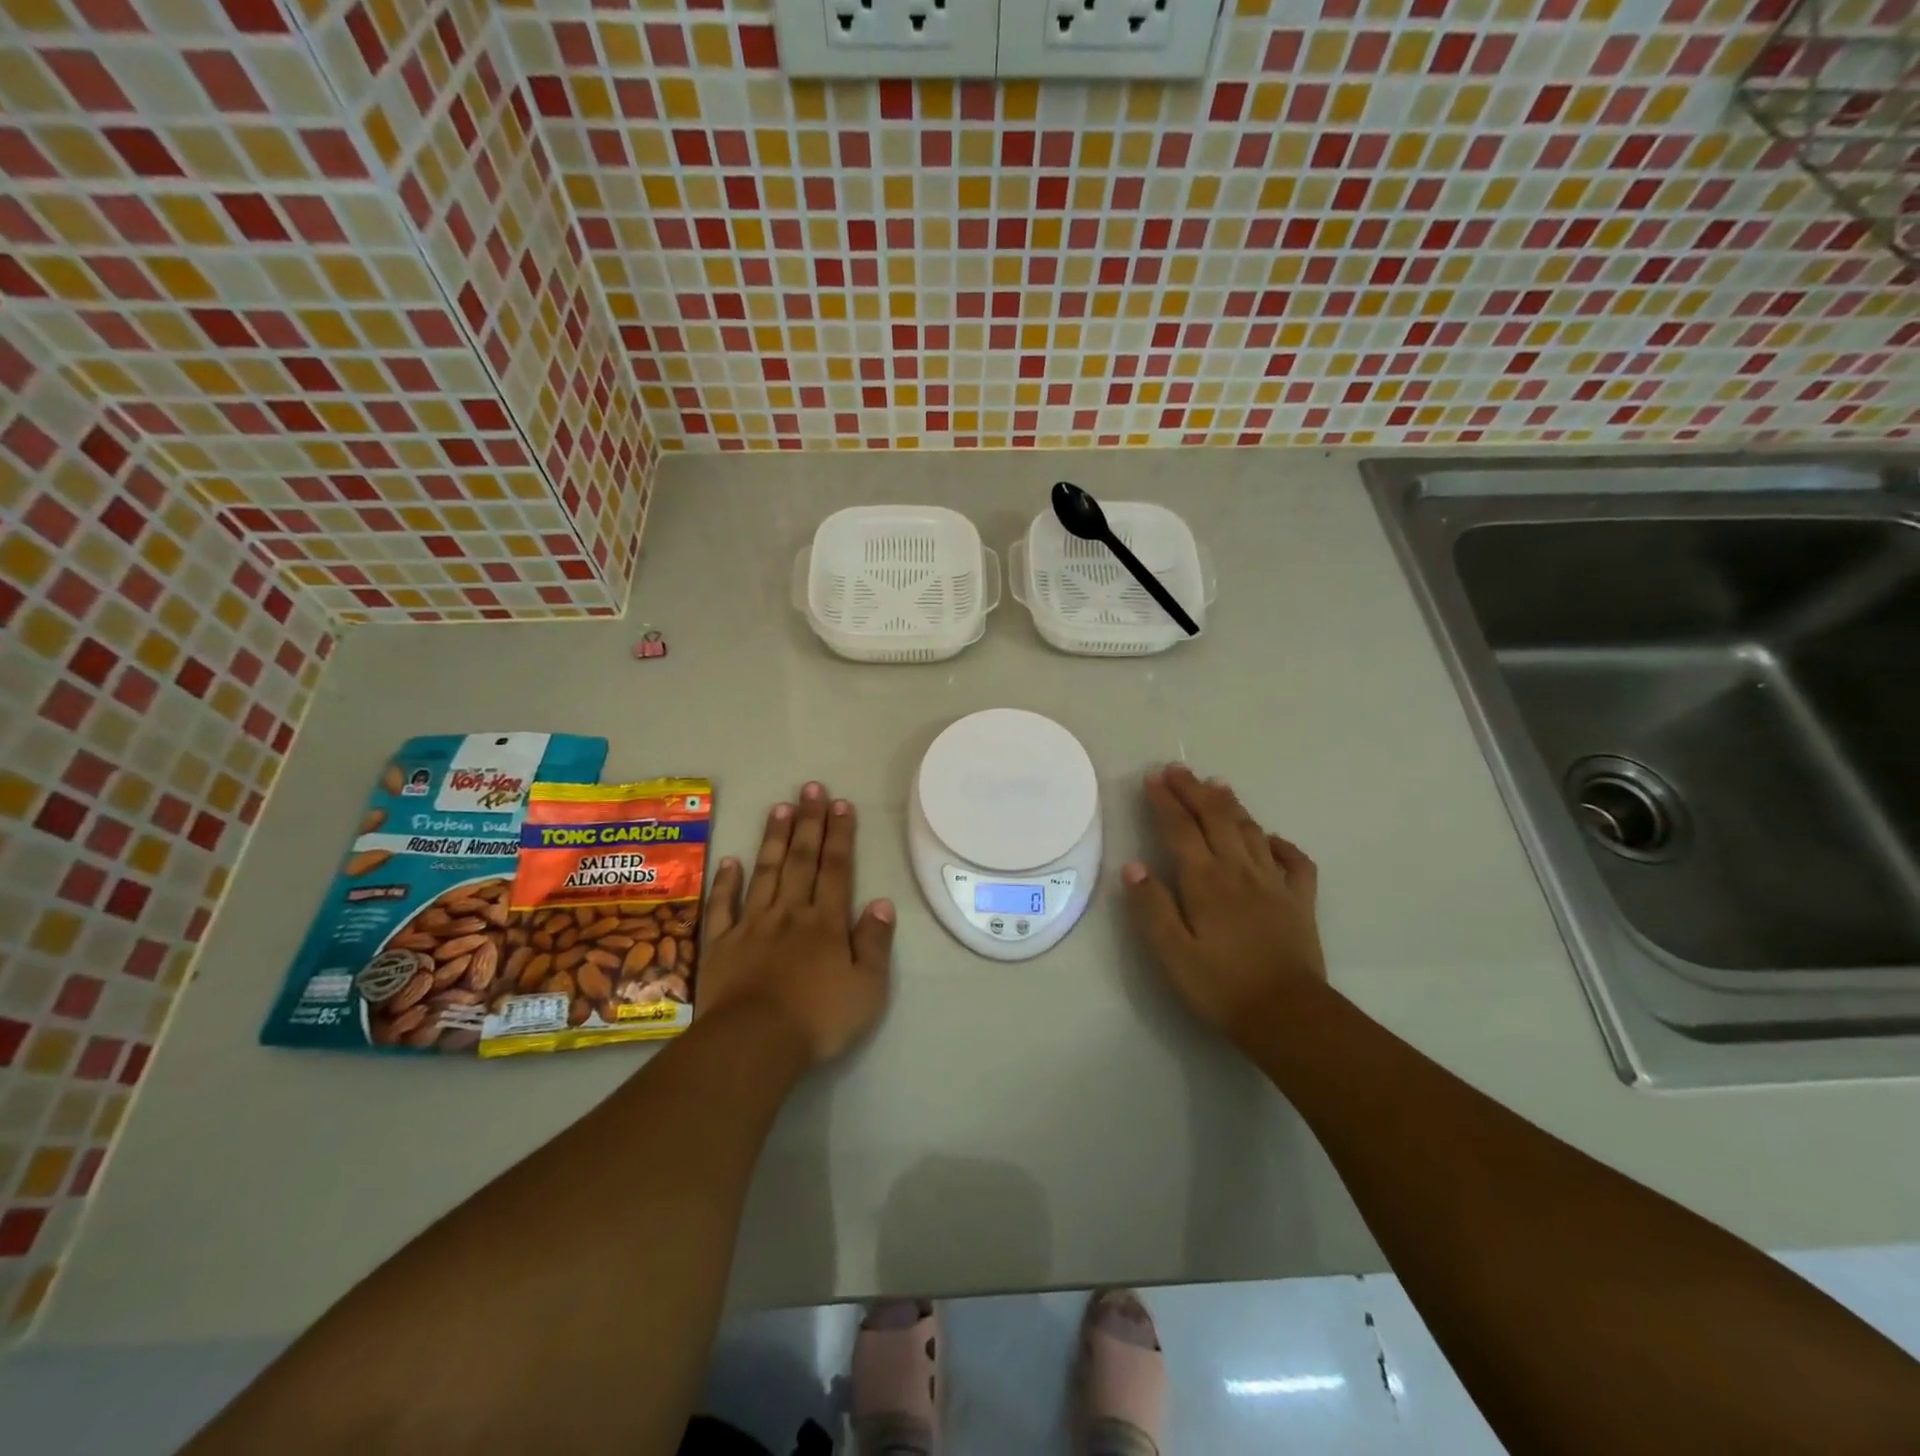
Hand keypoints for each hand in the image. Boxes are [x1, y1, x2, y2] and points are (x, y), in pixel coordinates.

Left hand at [699, 782, 895, 1067]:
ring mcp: (751, 925)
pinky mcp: (720, 945)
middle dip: (808, 822)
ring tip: (779, 807)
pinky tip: (730, 860)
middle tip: (810, 787)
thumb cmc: (818, 1019)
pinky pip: (723, 906)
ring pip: (764, 872)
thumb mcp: (867, 988)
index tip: (841, 804)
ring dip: (773, 839)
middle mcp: (789, 913)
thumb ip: (875, 943)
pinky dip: (726, 882)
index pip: (836, 869)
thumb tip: (882, 903)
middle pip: (800, 860)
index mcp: (826, 923)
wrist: (754, 1043)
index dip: (840, 835)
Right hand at [1122, 765, 1324, 1046]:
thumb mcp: (1172, 953)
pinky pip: (1294, 862)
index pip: (1180, 829)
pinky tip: (1270, 839)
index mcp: (1205, 881)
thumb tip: (1133, 866)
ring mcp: (1274, 883)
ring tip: (1217, 786)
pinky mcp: (1300, 901)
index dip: (1165, 801)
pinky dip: (1280, 844)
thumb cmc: (1220, 986)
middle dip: (1194, 791)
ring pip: (1251, 831)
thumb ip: (1151, 907)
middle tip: (1178, 770)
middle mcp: (1239, 871)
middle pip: (1215, 819)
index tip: (1152, 779)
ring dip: (1231, 805)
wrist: (1288, 1015)